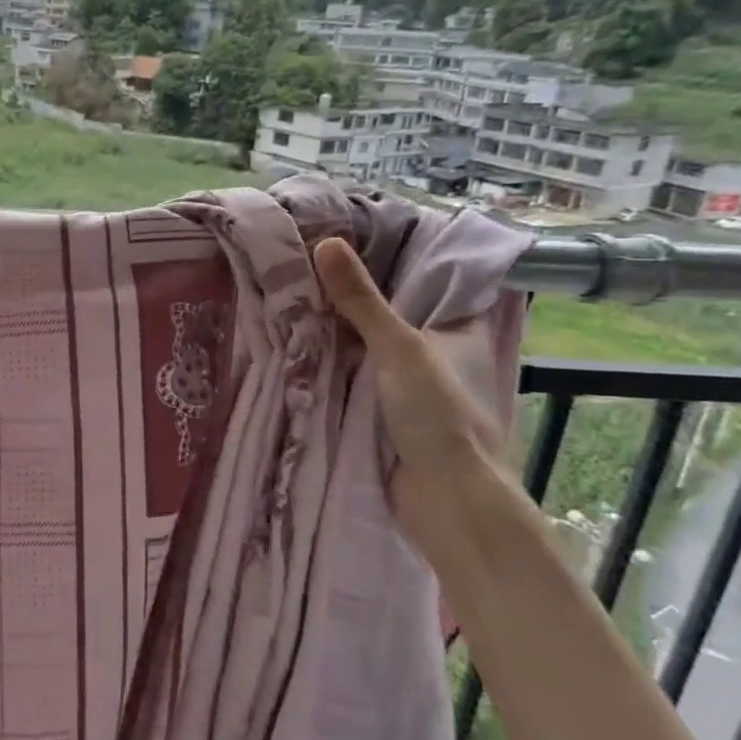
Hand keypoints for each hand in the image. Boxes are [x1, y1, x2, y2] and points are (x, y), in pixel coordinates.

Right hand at [311, 238, 514, 545]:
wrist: (444, 501)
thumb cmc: (438, 416)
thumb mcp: (399, 348)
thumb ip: (361, 300)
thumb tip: (325, 242)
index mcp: (454, 333)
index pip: (423, 283)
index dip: (389, 260)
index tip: (346, 238)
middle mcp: (432, 356)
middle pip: (386, 316)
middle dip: (349, 298)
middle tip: (301, 264)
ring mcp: (406, 388)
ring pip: (364, 350)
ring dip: (333, 335)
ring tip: (286, 297)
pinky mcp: (381, 416)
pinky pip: (350, 380)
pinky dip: (328, 368)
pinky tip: (293, 349)